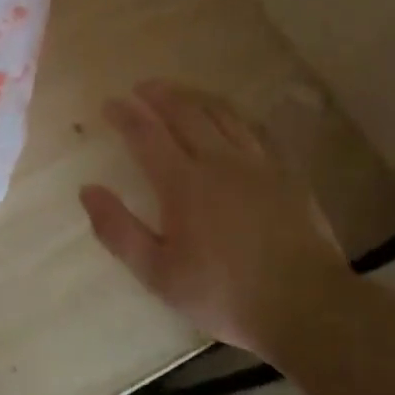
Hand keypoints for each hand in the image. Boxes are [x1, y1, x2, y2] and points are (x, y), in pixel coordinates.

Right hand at [80, 79, 347, 352]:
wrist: (307, 307)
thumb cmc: (224, 294)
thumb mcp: (158, 274)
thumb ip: (119, 230)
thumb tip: (87, 190)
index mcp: (182, 183)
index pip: (146, 134)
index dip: (125, 115)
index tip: (109, 103)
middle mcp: (218, 161)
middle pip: (184, 113)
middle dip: (159, 95)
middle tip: (142, 87)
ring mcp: (256, 164)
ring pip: (222, 114)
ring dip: (195, 97)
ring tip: (180, 92)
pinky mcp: (286, 174)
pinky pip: (256, 130)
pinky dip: (235, 115)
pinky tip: (232, 118)